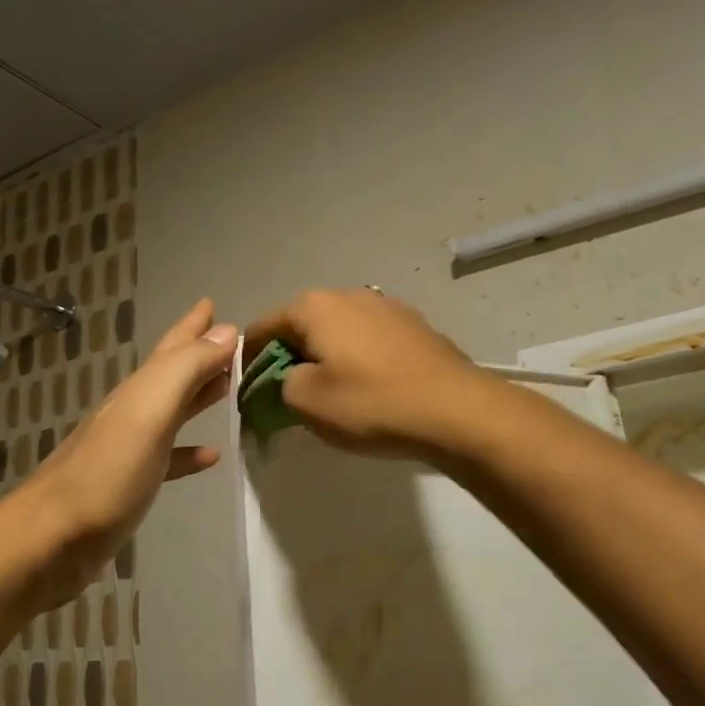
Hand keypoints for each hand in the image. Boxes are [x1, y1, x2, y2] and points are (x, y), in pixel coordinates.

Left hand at [13, 299, 235, 611]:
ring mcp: (129, 449)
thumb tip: (226, 331)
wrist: (51, 540)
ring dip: (199, 395)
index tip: (212, 303)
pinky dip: (190, 450)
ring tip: (229, 387)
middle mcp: (133, 411)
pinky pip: (168, 457)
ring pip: (172, 410)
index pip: (173, 347)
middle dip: (200, 354)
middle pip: (173, 374)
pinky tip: (210, 456)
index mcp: (139, 390)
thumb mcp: (149, 412)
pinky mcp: (130, 484)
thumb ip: (186, 370)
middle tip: (232, 343)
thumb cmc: (107, 474)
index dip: (193, 325)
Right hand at [243, 288, 493, 459]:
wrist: (456, 410)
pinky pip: (369, 340)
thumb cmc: (371, 403)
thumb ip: (280, 383)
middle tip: (287, 395)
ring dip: (326, 357)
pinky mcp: (415, 326)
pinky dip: (358, 359)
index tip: (248, 392)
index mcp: (315, 306)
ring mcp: (387, 307)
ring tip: (330, 393)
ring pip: (339, 331)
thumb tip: (289, 378)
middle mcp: (349, 295)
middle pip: (302, 325)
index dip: (249, 360)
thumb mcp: (307, 401)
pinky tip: (368, 388)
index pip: (263, 327)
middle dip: (289, 356)